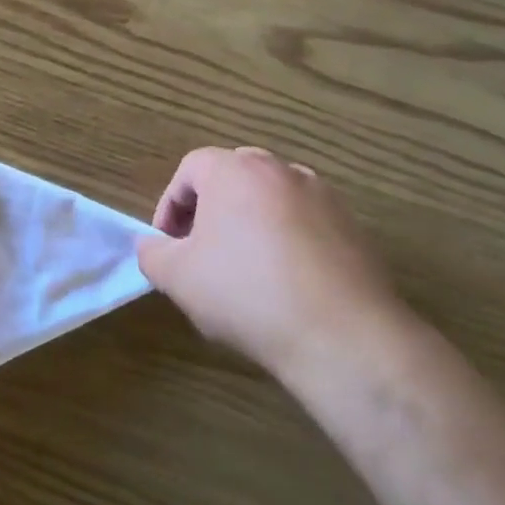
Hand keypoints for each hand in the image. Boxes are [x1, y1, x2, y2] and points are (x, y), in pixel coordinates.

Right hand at [138, 146, 404, 384]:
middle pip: (233, 175)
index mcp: (234, 171)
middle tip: (202, 250)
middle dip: (211, 208)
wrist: (342, 335)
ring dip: (251, 222)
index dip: (171, 204)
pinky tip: (286, 284)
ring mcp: (322, 196)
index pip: (190, 168)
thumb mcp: (179, 279)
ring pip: (272, 197)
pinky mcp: (352, 226)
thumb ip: (153, 254)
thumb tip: (153, 246)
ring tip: (245, 269)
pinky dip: (288, 240)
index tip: (169, 244)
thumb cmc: (247, 294)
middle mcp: (279, 170)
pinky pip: (306, 222)